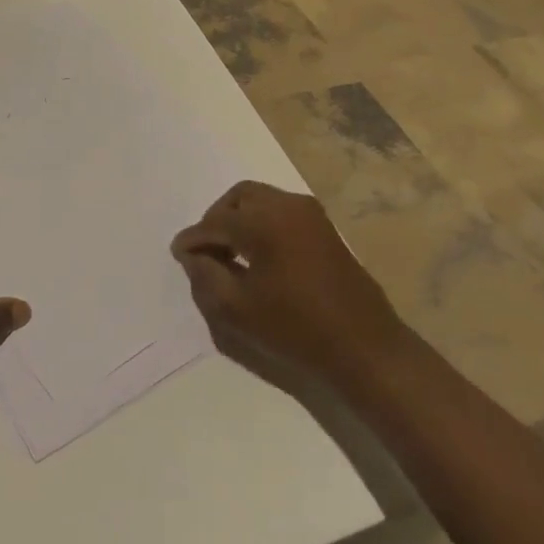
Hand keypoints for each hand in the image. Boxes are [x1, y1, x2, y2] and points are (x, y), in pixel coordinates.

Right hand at [172, 181, 410, 393]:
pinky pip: (281, 211)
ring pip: (262, 200)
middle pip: (239, 197)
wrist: (364, 346)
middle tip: (206, 249)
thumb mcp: (238, 310)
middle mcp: (288, 205)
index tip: (179, 254)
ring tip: (229, 254)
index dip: (194, 239)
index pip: (217, 222)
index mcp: (265, 221)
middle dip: (217, 219)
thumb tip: (192, 255)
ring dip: (240, 218)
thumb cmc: (296, 329)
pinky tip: (257, 255)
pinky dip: (261, 223)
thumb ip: (206, 276)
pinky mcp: (324, 227)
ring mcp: (310, 213)